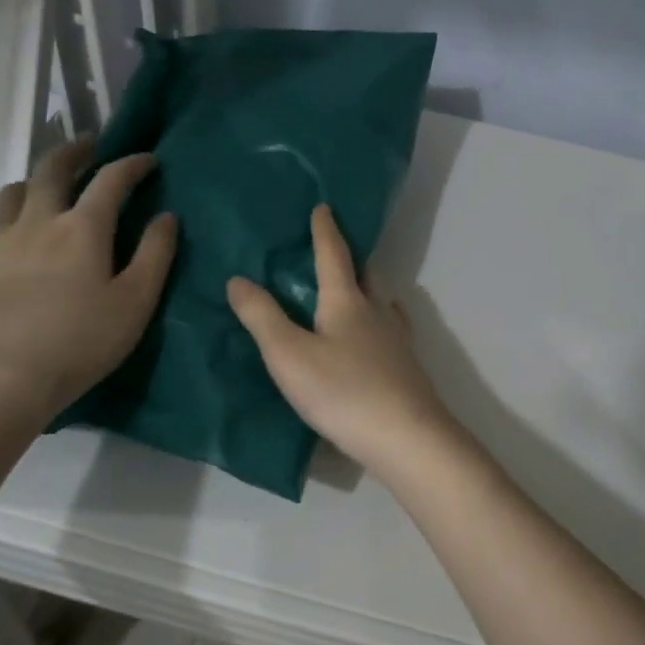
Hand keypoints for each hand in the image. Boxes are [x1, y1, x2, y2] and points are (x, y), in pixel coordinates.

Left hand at [0, 139, 176, 426]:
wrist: (2, 380)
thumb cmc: (81, 342)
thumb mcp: (135, 302)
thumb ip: (155, 254)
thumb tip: (166, 217)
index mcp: (82, 229)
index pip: (110, 180)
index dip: (131, 164)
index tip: (148, 159)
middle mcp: (37, 224)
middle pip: (52, 170)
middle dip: (75, 151)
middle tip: (90, 146)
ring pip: (12, 193)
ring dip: (34, 181)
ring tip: (47, 187)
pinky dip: (6, 224)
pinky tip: (10, 238)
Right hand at [227, 205, 456, 476]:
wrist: (405, 437)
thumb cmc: (342, 391)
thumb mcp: (289, 355)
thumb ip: (262, 317)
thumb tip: (238, 279)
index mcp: (347, 301)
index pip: (334, 255)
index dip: (325, 230)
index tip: (324, 207)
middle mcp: (377, 312)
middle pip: (366, 274)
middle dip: (351, 257)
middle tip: (335, 251)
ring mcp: (397, 341)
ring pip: (382, 302)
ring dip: (367, 290)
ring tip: (352, 293)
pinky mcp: (406, 368)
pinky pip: (390, 331)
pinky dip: (379, 323)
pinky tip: (376, 338)